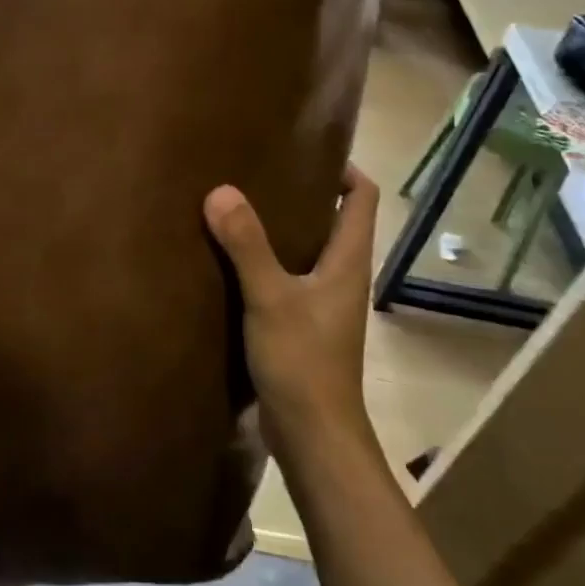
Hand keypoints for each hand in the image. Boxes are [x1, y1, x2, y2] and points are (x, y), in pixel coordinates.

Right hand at [204, 166, 379, 457]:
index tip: (303, 149)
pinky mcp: (302, 324)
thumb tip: (221, 190)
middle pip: (334, 219)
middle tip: (258, 171)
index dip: (343, 168)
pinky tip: (231, 258)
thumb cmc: (303, 362)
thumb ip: (246, 245)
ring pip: (308, 248)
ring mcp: (323, 302)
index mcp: (348, 261)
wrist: (314, 436)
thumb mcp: (271, 298)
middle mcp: (341, 275)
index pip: (363, 197)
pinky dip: (266, 259)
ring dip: (280, 227)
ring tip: (237, 205)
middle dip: (302, 192)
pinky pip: (287, 276)